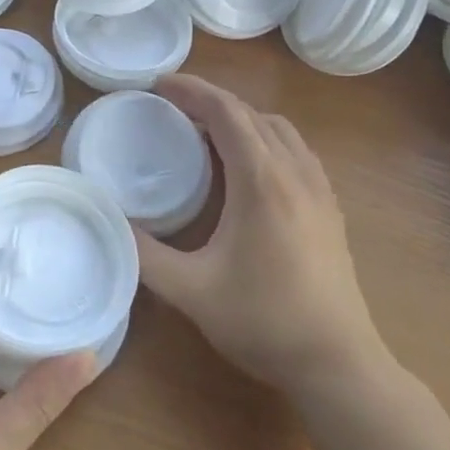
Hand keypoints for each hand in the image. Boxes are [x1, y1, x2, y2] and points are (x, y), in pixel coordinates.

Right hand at [135, 75, 389, 400]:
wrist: (338, 364)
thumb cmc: (263, 322)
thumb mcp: (191, 291)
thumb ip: (145, 253)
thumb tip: (111, 221)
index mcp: (262, 181)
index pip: (226, 112)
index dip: (190, 91)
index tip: (157, 85)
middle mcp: (295, 172)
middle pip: (252, 114)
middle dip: (210, 101)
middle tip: (171, 107)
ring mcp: (320, 189)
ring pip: (279, 129)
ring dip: (241, 118)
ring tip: (205, 132)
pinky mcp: (331, 208)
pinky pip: (296, 150)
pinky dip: (266, 138)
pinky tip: (249, 167)